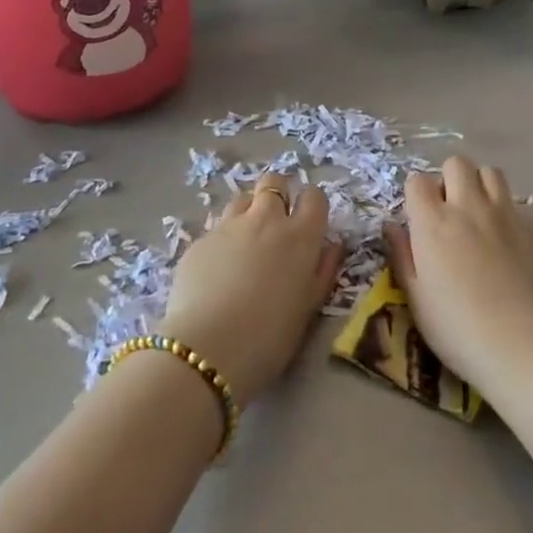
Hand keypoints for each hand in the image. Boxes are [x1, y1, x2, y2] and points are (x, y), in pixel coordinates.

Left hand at [160, 178, 343, 407]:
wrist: (207, 350)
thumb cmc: (269, 337)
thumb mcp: (308, 308)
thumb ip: (323, 270)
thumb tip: (332, 245)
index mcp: (300, 236)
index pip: (314, 196)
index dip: (313, 205)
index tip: (310, 223)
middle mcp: (266, 219)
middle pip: (274, 182)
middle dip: (278, 195)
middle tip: (276, 225)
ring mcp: (229, 226)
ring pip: (243, 198)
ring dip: (249, 212)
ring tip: (246, 243)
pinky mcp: (200, 240)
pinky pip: (217, 228)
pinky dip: (223, 240)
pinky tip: (217, 269)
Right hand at [384, 156, 532, 389]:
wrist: (524, 346)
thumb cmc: (458, 329)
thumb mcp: (416, 298)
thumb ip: (402, 255)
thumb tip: (392, 226)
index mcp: (433, 222)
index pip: (417, 180)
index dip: (416, 194)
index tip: (420, 216)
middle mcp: (468, 206)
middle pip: (457, 163)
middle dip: (450, 178)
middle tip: (450, 210)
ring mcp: (505, 213)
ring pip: (491, 172)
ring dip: (482, 185)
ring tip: (481, 213)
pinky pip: (521, 203)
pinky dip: (511, 212)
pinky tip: (511, 237)